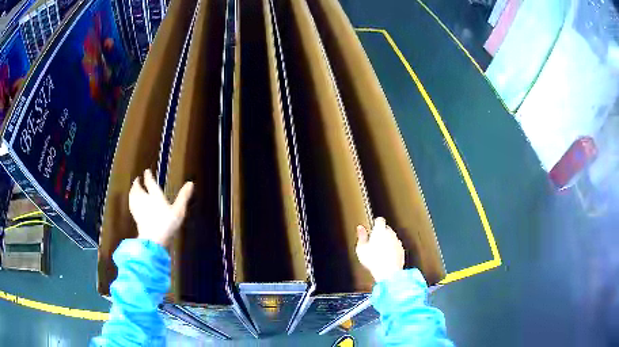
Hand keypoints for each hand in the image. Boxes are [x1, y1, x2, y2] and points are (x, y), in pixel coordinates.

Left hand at [129, 169, 193, 246]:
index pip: (150, 182)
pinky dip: (131, 202)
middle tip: (136, 180)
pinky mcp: (136, 218)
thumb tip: (190, 183)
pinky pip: (132, 207)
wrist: (153, 239)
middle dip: (137, 183)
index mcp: (155, 195)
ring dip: (132, 191)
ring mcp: (138, 209)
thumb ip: (183, 197)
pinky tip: (133, 204)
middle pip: (138, 189)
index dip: (148, 176)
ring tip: (132, 189)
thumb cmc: (167, 223)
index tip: (146, 171)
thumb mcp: (179, 210)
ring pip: (133, 197)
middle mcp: (144, 199)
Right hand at [356, 217, 404, 282]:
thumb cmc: (373, 260)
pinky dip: (392, 249)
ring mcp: (397, 241)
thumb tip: (360, 228)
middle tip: (374, 242)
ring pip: (392, 238)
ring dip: (387, 241)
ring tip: (380, 252)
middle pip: (386, 229)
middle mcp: (390, 233)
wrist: (388, 272)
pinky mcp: (402, 250)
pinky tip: (386, 257)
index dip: (376, 223)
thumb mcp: (361, 248)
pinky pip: (396, 246)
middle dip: (381, 233)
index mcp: (380, 230)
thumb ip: (361, 236)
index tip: (372, 228)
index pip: (379, 220)